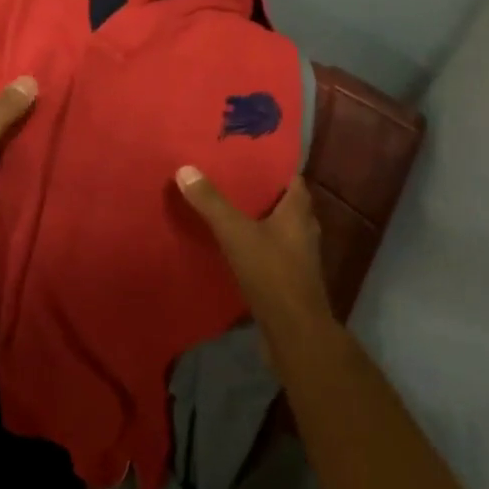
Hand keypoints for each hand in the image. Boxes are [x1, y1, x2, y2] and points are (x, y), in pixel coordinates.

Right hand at [176, 169, 332, 323]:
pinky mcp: (289, 278)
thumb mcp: (235, 233)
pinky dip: (254, 243)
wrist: (294, 332)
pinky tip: (231, 244)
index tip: (247, 156)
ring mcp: (299, 257)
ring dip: (256, 219)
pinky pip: (270, 250)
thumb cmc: (272, 274)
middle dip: (259, 192)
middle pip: (283, 203)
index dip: (272, 167)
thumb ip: (211, 202)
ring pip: (277, 228)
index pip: (291, 179)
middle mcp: (303, 231)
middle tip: (228, 179)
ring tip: (225, 208)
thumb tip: (185, 168)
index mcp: (298, 213)